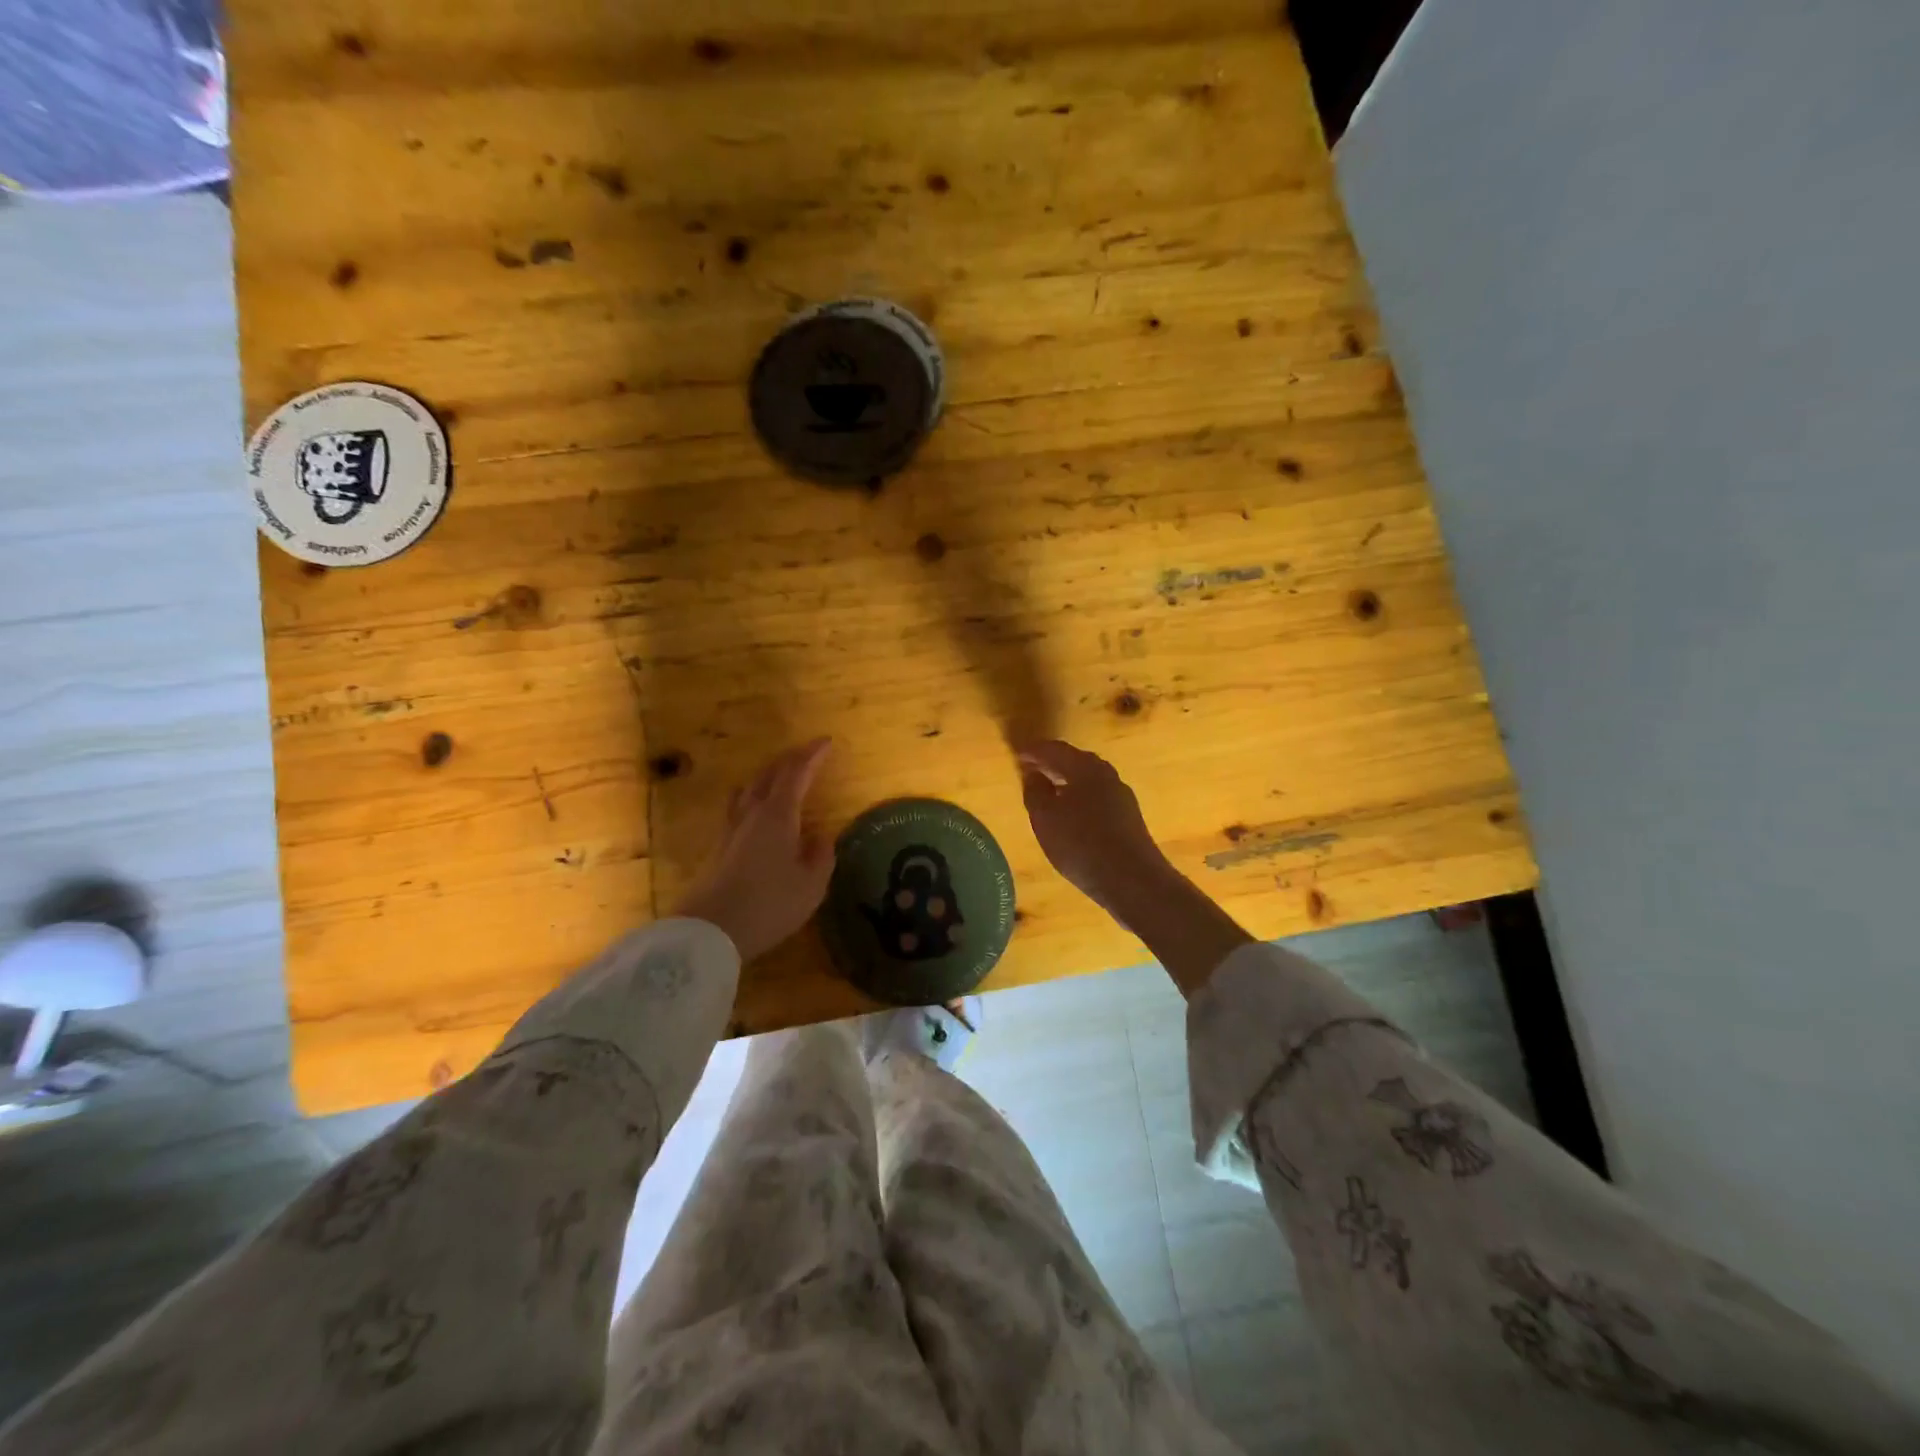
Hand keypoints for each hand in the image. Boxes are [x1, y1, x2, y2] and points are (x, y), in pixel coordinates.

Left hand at [674, 738, 833, 961]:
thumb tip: (821, 836)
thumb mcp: (811, 885)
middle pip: (769, 774)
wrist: (710, 931)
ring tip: (779, 777)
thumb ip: (821, 856)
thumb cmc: (769, 904)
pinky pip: (738, 807)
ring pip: (748, 788)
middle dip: (790, 760)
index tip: (827, 741)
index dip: (812, 755)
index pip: (796, 773)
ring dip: (767, 776)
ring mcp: (731, 830)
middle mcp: (752, 814)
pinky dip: (753, 797)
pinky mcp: (719, 848)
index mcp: (778, 815)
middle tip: (808, 754)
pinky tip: (756, 811)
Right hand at [1017, 738, 1253, 996]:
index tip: (1017, 754)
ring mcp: (1121, 796)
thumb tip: (1034, 774)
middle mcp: (1106, 774)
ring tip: (1048, 791)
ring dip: (1067, 781)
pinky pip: (1097, 798)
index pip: (1054, 749)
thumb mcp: (1045, 818)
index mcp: (1085, 767)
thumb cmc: (1081, 844)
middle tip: (1030, 768)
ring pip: (1088, 780)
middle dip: (1052, 763)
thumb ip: (1035, 792)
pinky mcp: (1128, 818)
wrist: (1133, 880)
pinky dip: (1079, 798)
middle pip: (1075, 761)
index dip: (1034, 751)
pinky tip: (1071, 814)